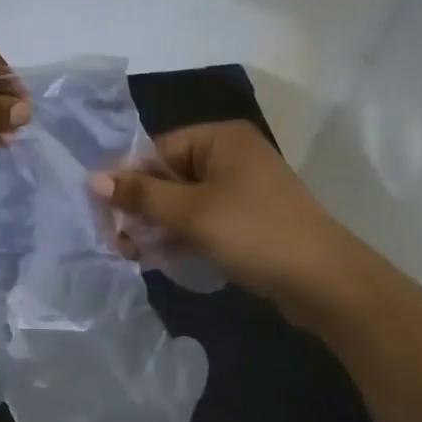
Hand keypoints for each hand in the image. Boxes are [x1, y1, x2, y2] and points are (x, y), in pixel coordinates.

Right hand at [90, 120, 389, 329]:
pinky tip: (166, 259)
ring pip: (184, 201)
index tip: (106, 217)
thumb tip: (93, 178)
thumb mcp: (191, 213)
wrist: (328, 284)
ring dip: (159, 226)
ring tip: (138, 256)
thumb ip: (141, 195)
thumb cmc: (255, 233)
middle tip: (120, 244)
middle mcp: (231, 155)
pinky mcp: (250, 218)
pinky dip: (184, 235)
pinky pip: (204, 218)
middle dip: (143, 209)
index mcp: (219, 138)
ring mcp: (243, 187)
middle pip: (169, 176)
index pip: (157, 151)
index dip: (129, 182)